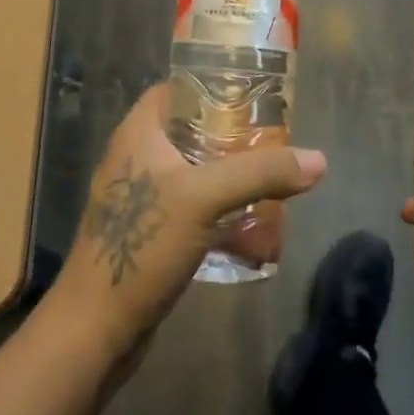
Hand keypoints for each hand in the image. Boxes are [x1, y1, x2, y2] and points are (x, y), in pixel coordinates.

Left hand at [49, 84, 326, 362]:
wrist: (95, 329)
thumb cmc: (141, 245)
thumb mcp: (204, 198)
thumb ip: (260, 173)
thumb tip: (319, 160)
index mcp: (138, 133)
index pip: (176, 89)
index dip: (212, 85)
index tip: (253, 94)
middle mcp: (136, 158)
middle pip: (190, 130)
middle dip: (231, 135)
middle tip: (273, 139)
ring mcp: (140, 198)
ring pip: (193, 171)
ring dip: (228, 175)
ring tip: (271, 178)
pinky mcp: (148, 234)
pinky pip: (191, 208)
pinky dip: (219, 210)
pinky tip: (251, 225)